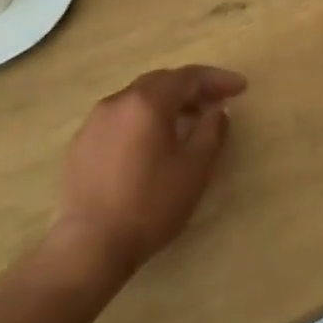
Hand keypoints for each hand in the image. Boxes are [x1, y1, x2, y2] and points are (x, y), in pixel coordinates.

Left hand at [52, 65, 245, 276]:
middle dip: (191, 88)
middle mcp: (118, 101)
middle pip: (161, 82)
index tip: (241, 87)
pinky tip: (150, 144)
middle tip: (215, 102)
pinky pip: (120, 118)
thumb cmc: (150, 205)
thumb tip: (217, 110)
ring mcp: (95, 120)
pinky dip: (142, 120)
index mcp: (147, 102)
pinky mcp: (81, 142)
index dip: (217, 79)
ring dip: (166, 103)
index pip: (188, 77)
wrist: (90, 245)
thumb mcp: (194, 169)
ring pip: (138, 99)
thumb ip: (211, 132)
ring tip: (186, 122)